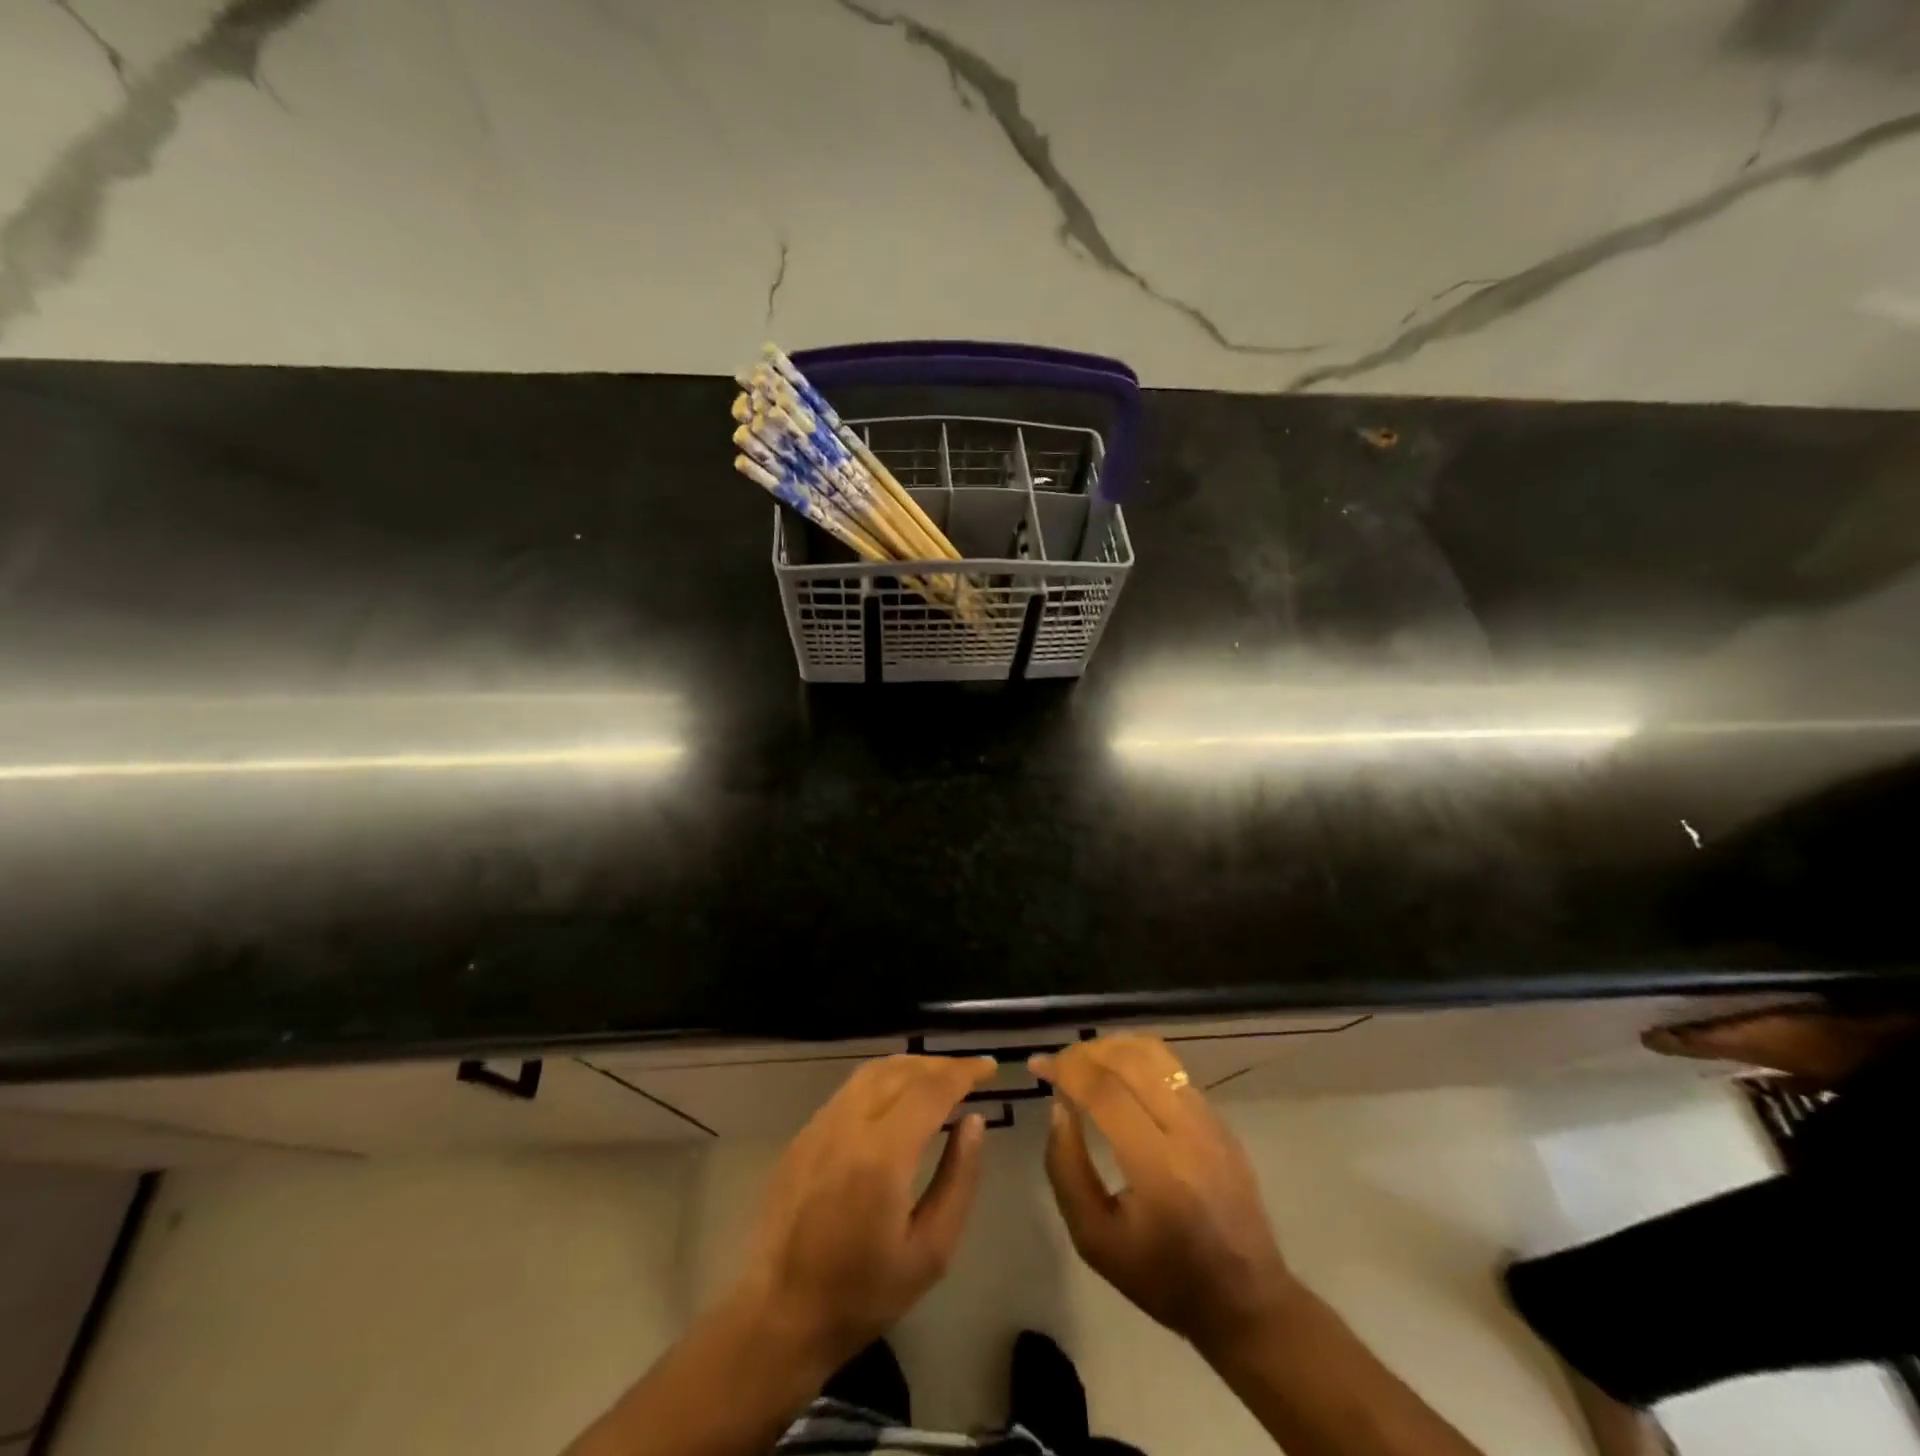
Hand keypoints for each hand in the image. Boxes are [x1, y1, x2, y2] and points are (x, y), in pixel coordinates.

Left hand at [734, 1054, 995, 1369]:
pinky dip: (883, 1079)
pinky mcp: (804, 1134)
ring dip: (911, 1066)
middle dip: (940, 1065)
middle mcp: (848, 1125)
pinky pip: (851, 1088)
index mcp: (882, 1155)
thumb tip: (974, 1122)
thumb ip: (958, 1179)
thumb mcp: (931, 1252)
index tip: (990, 1067)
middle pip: (901, 1071)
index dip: (964, 1071)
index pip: (930, 1089)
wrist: (780, 1316)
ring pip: (872, 1071)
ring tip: (939, 1077)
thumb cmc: (864, 1294)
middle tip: (970, 1073)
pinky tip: (897, 1096)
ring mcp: (820, 1125)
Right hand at [1032, 1035, 1294, 1355]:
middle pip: (1130, 1059)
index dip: (1066, 1068)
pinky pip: (1172, 1069)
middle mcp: (1188, 1131)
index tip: (1038, 1066)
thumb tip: (1058, 1107)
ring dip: (1112, 1047)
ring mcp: (1210, 1119)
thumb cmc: (1162, 1277)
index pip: (1105, 1091)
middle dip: (1085, 1051)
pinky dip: (1136, 1059)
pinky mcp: (1219, 1118)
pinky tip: (1118, 1077)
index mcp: (1159, 1168)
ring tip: (1084, 1062)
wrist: (1245, 1300)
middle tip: (1057, 1064)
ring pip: (1155, 1053)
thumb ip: (1066, 1168)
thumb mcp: (1094, 1239)